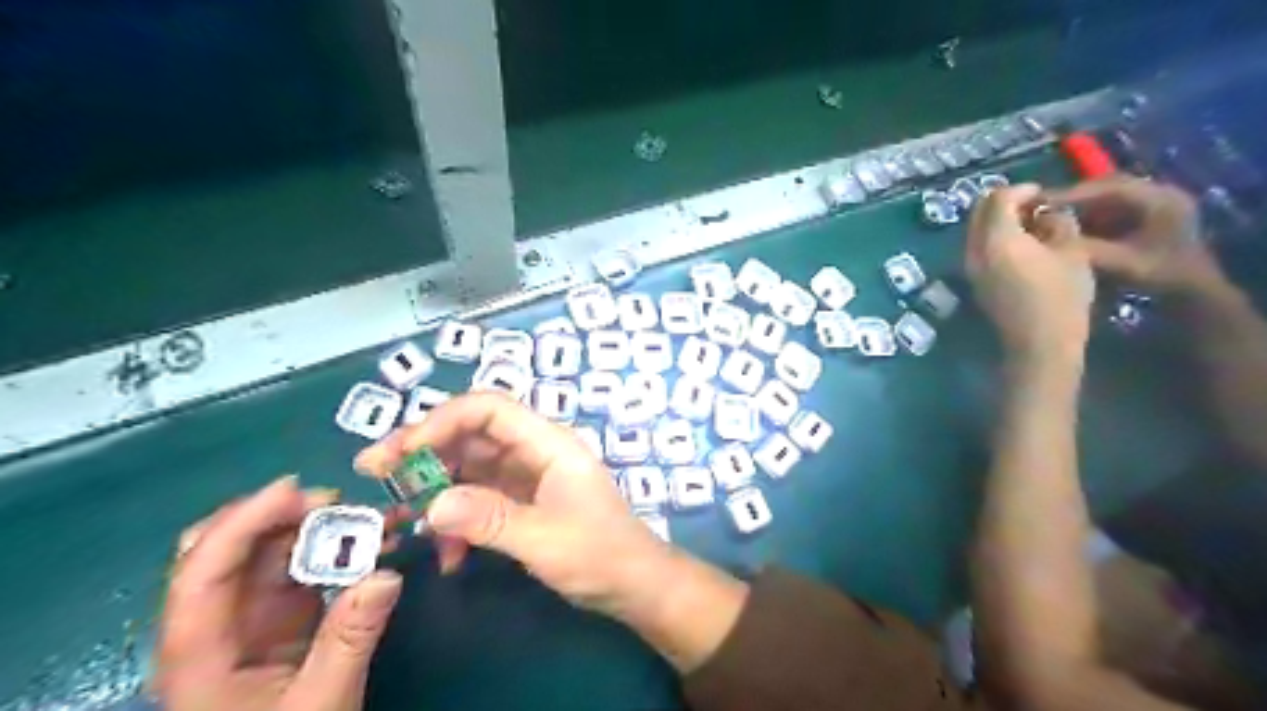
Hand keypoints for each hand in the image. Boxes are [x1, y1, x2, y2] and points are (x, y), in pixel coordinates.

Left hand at [156, 476, 401, 710]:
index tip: (297, 489)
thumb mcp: (320, 703)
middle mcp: (220, 620)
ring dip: (323, 526)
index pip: (203, 571)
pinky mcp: (285, 615)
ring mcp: (253, 615)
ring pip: (275, 551)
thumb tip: (387, 574)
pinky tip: (377, 541)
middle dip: (284, 516)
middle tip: (340, 503)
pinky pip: (308, 565)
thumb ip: (350, 640)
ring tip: (377, 518)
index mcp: (201, 650)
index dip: (243, 522)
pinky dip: (340, 547)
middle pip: (231, 548)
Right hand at [354, 394, 667, 617]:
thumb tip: (433, 505)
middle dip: (424, 450)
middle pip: (472, 434)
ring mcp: (527, 477)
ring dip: (434, 488)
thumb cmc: (600, 555)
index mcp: (548, 443)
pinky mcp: (521, 503)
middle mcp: (534, 451)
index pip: (490, 409)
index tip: (403, 451)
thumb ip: (490, 519)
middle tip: (376, 472)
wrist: (633, 584)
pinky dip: (456, 519)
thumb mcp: (545, 539)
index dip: (443, 420)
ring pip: (469, 467)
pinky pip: (478, 499)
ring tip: (398, 516)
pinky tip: (445, 554)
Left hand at [966, 183, 1095, 361]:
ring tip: (1031, 225)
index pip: (998, 199)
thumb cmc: (1061, 296)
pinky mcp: (973, 281)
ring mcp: (969, 267)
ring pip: (976, 230)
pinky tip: (1021, 246)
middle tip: (1034, 205)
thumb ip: (1058, 223)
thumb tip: (1047, 213)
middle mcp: (974, 250)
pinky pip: (977, 248)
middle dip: (1004, 202)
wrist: (1038, 343)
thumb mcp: (1073, 252)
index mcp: (996, 239)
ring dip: (998, 220)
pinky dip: (994, 238)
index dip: (1021, 189)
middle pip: (979, 211)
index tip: (1043, 193)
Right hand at [1039, 175, 1228, 294]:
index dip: (1072, 193)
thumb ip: (1086, 248)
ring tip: (1046, 217)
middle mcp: (1158, 194)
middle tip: (1038, 208)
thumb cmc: (1162, 277)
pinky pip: (1109, 210)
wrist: (1194, 294)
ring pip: (1106, 199)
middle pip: (1106, 188)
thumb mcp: (1122, 263)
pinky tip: (1064, 228)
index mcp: (1160, 199)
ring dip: (1077, 207)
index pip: (1109, 187)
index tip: (1039, 203)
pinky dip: (1086, 217)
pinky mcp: (1145, 218)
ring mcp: (1153, 205)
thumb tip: (1044, 238)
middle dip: (1072, 198)